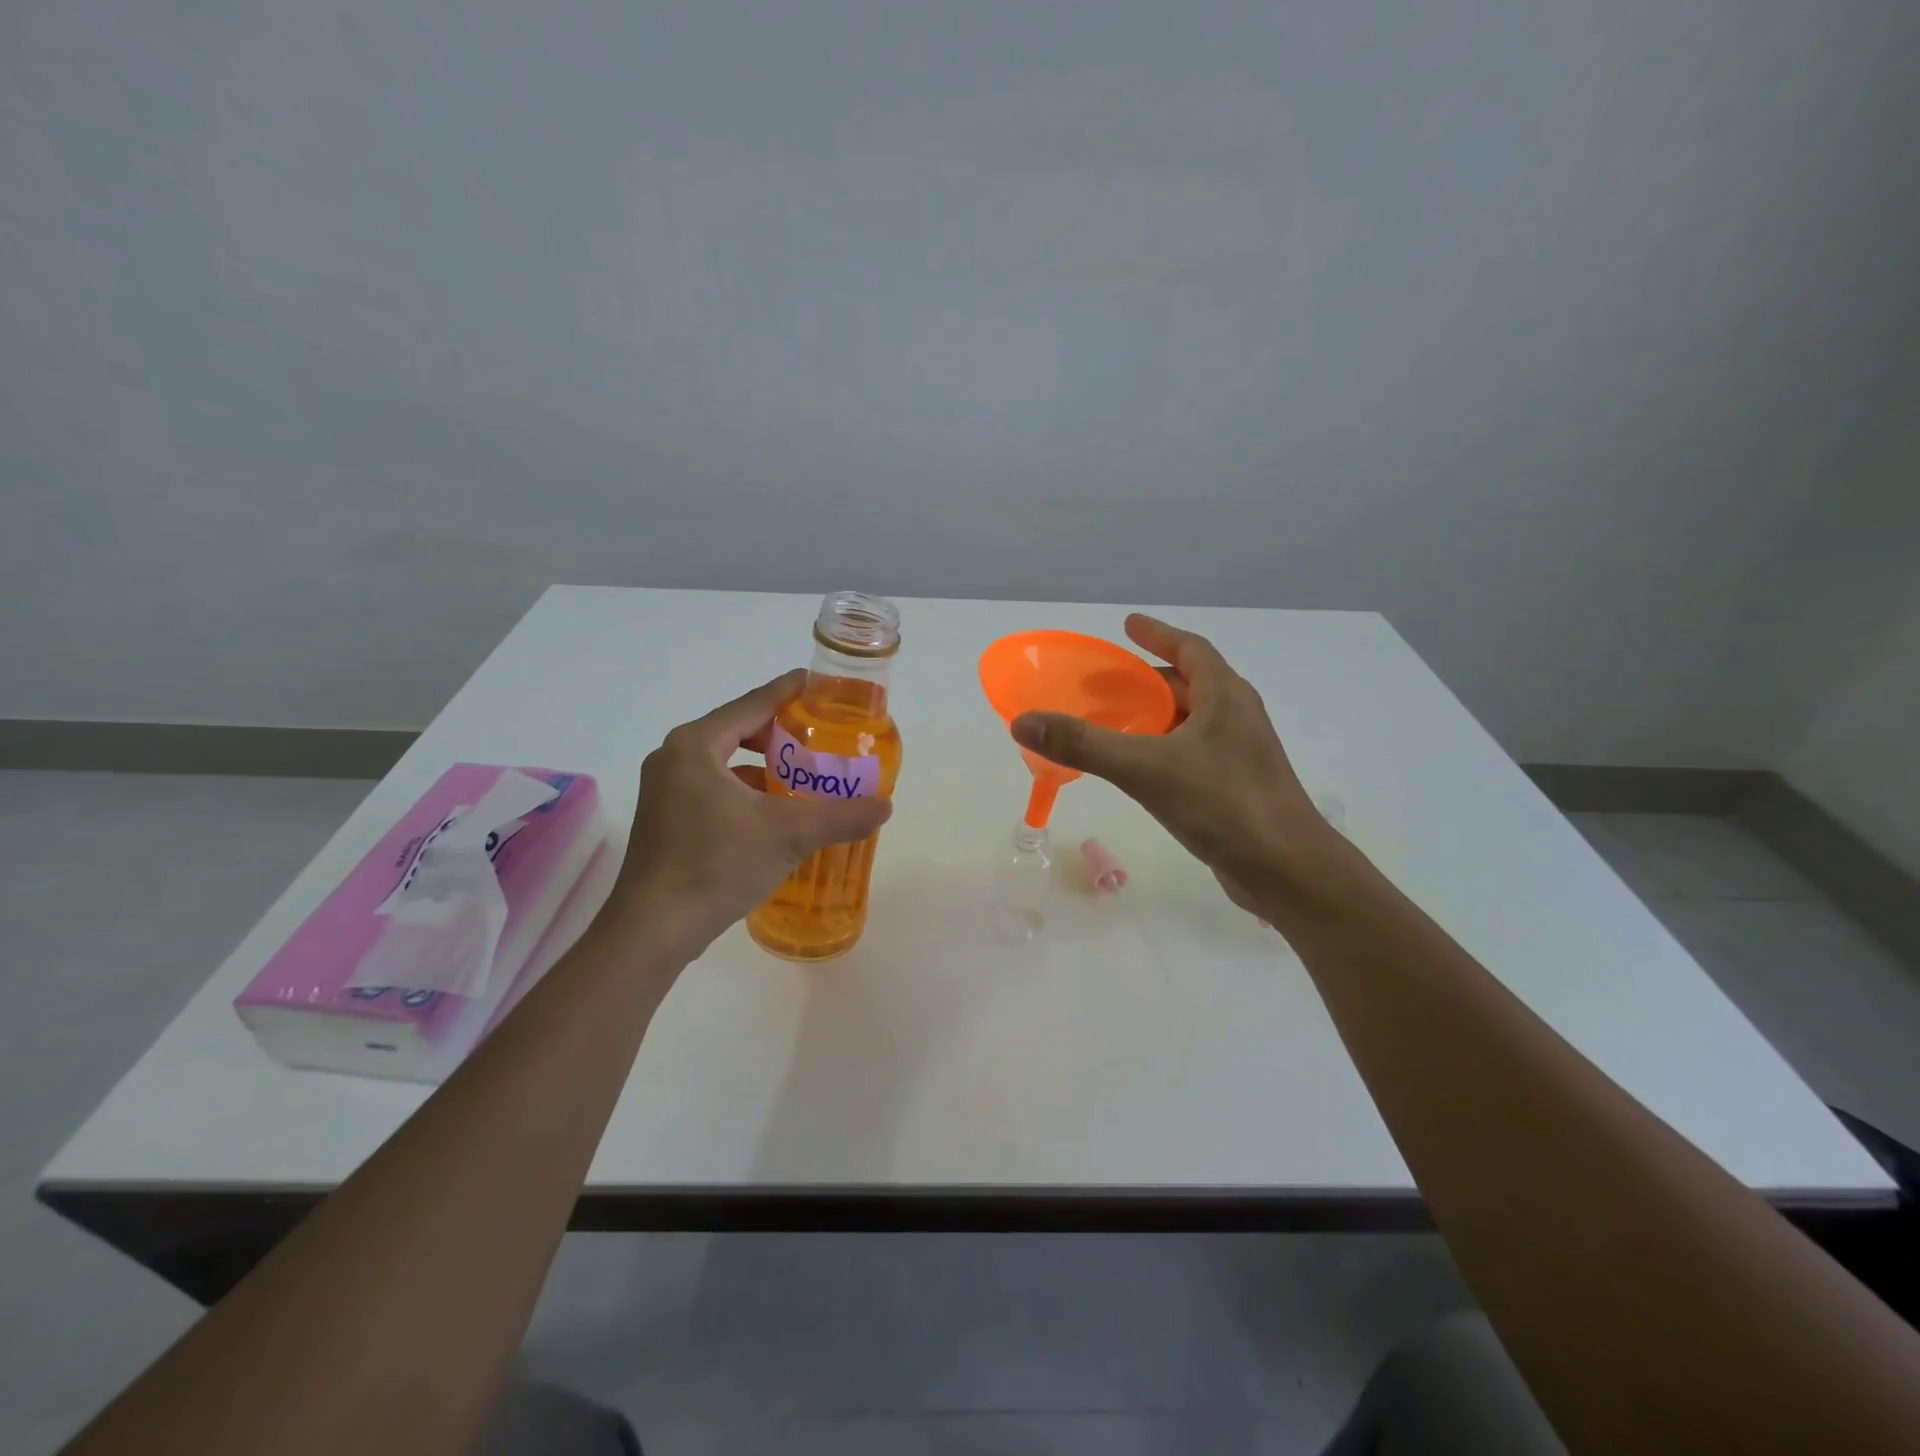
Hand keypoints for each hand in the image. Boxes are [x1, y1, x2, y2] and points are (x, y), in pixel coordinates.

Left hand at [606, 670, 892, 948]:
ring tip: (801, 775)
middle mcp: (674, 757)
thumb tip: (885, 806)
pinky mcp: (664, 818)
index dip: (788, 691)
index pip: (753, 704)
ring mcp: (664, 789)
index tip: (817, 683)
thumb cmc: (717, 865)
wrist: (653, 929)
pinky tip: (771, 812)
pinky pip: (712, 786)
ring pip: (724, 761)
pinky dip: (744, 789)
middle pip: (737, 729)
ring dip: (762, 764)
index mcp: (697, 745)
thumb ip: (841, 816)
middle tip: (819, 737)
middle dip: (779, 732)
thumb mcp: (789, 835)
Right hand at [1010, 615, 1333, 911]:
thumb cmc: (1223, 804)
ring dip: (1152, 716)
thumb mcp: (1145, 768)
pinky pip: (1190, 753)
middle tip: (1100, 686)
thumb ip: (1083, 744)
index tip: (1127, 625)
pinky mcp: (1235, 788)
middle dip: (1144, 680)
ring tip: (1112, 724)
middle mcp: (1235, 717)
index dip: (1157, 634)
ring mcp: (1239, 755)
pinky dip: (1161, 748)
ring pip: (1189, 722)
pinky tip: (1138, 770)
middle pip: (1187, 684)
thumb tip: (1023, 722)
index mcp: (1224, 696)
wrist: (1287, 871)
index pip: (1190, 648)